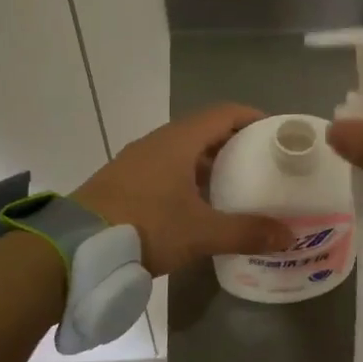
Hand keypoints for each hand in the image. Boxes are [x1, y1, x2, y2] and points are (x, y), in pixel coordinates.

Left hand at [72, 104, 291, 275]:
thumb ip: (245, 232)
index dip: (252, 118)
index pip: (223, 113)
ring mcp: (136, 162)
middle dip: (235, 145)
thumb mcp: (201, 232)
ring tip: (235, 188)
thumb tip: (287, 237)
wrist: (75, 248)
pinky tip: (197, 207)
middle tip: (261, 165)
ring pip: (182, 153)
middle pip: (204, 132)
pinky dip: (187, 179)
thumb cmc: (145, 226)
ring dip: (209, 165)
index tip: (275, 133)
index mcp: (178, 141)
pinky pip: (165, 170)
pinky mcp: (123, 183)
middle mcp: (157, 143)